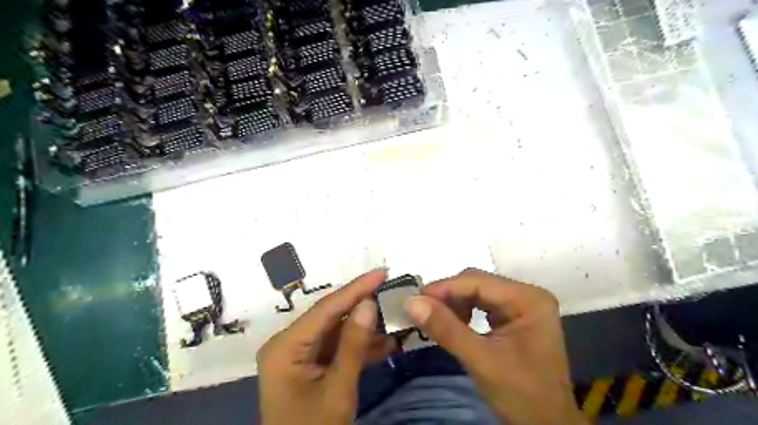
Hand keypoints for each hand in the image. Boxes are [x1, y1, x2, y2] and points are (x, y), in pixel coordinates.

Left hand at [258, 268, 396, 424]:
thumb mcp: (338, 389)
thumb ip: (353, 344)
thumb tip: (369, 304)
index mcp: (286, 346)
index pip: (326, 308)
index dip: (356, 288)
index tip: (382, 272)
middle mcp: (289, 343)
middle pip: (331, 316)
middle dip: (363, 305)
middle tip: (390, 289)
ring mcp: (299, 354)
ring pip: (337, 331)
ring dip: (365, 327)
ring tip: (394, 315)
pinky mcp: (310, 365)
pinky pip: (337, 348)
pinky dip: (359, 346)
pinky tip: (385, 342)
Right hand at [406, 268, 587, 424]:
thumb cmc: (521, 395)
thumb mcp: (481, 361)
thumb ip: (446, 329)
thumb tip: (411, 302)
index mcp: (527, 298)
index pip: (477, 281)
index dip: (443, 288)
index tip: (414, 300)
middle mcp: (526, 294)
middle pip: (477, 284)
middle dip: (447, 296)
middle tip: (420, 310)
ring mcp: (522, 306)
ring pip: (477, 293)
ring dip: (453, 304)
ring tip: (434, 319)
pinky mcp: (514, 318)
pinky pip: (482, 306)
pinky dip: (463, 313)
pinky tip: (452, 325)